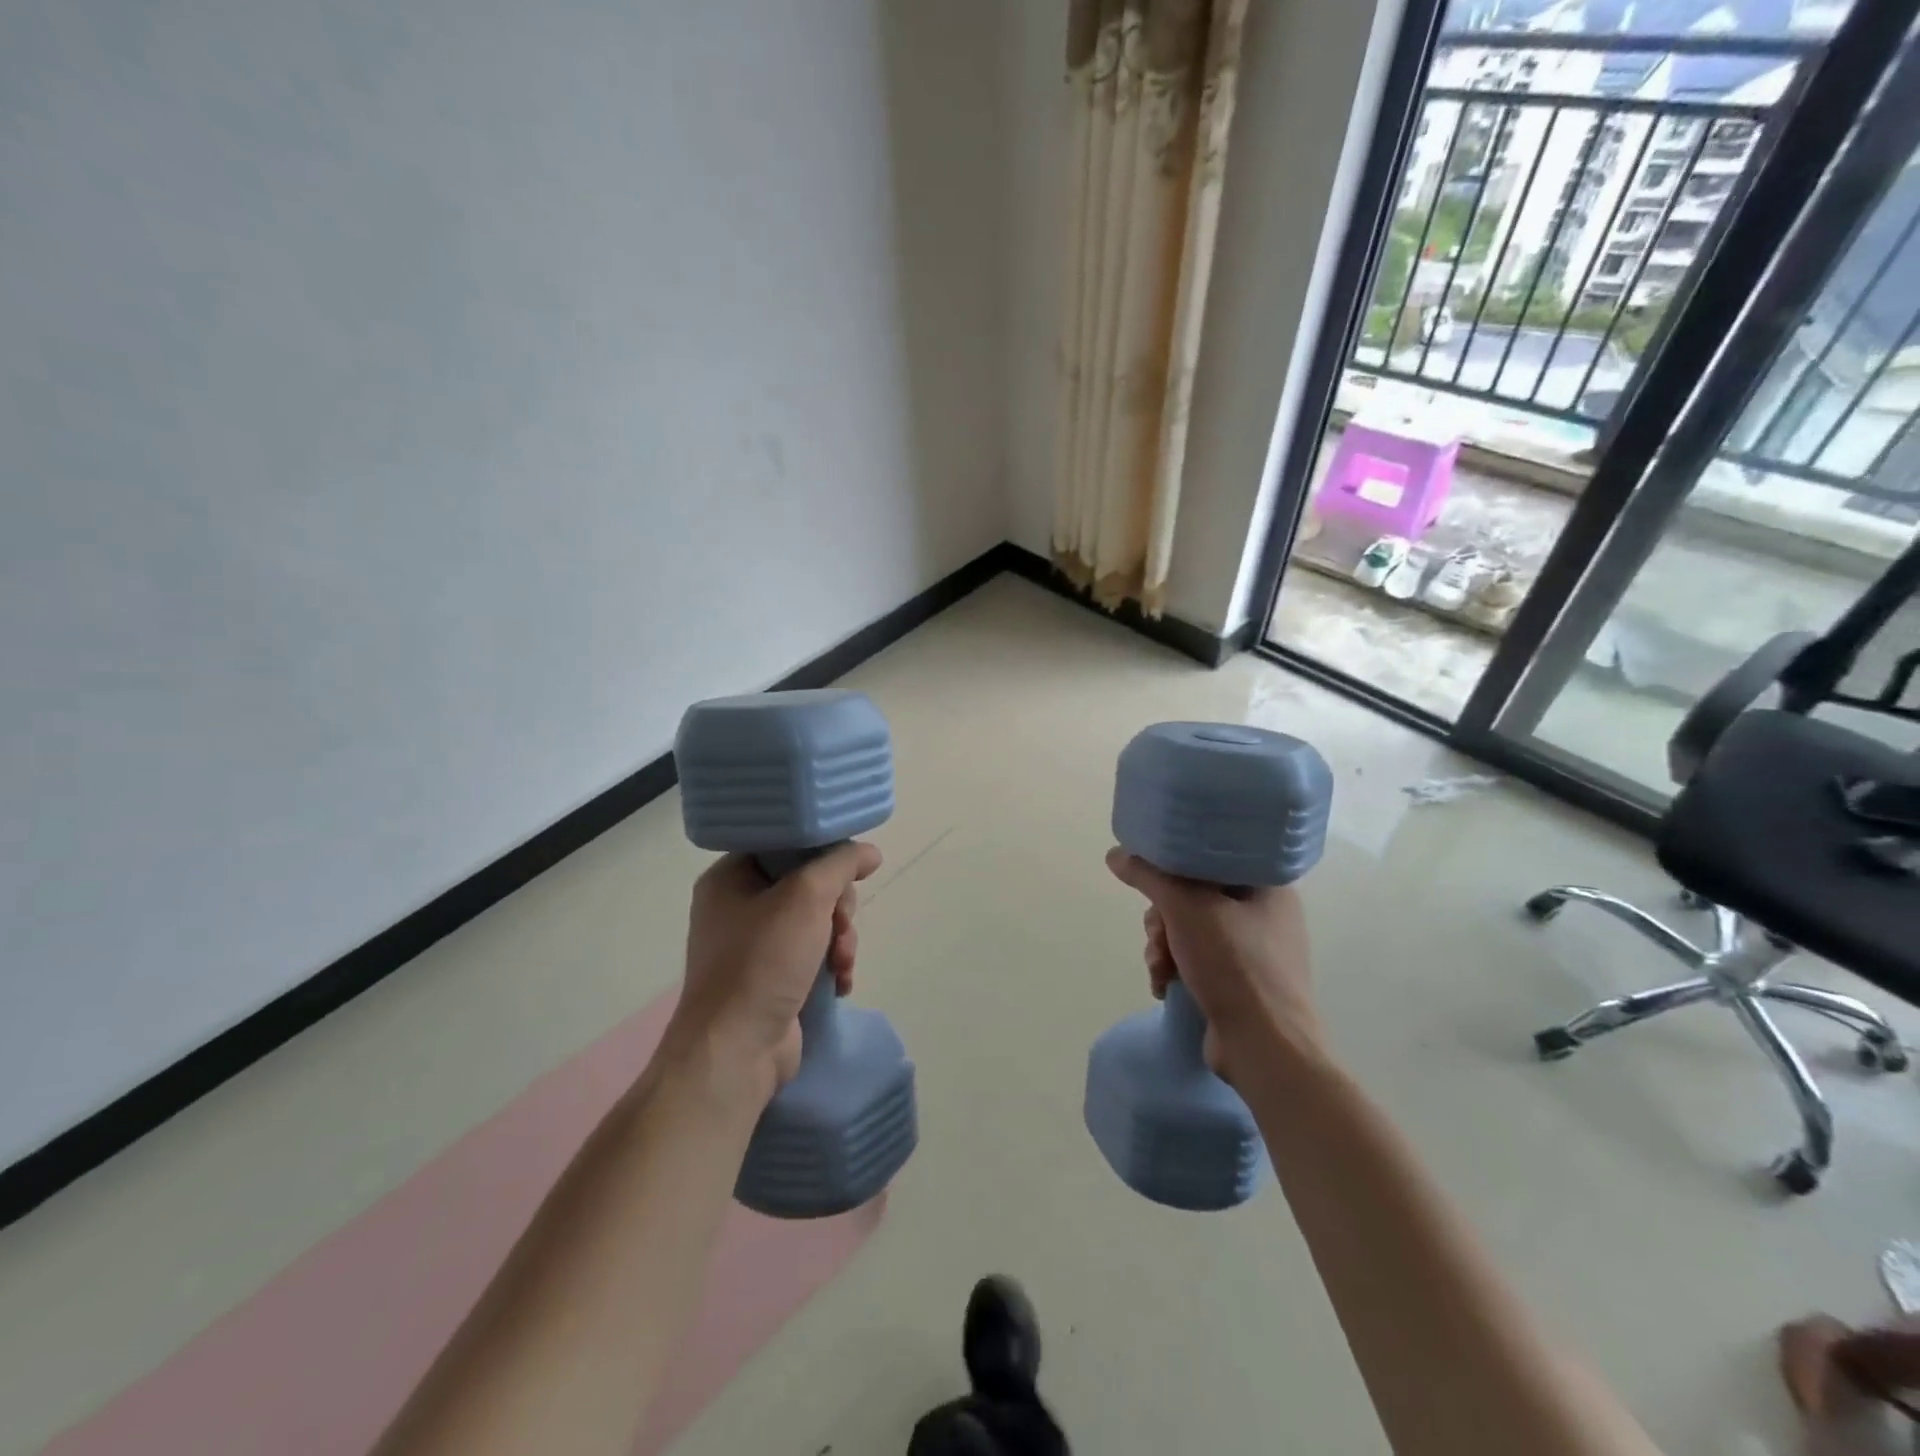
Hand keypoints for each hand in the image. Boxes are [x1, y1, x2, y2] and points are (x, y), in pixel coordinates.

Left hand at [667, 842, 882, 1101]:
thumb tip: (869, 852)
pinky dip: (831, 965)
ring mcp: (754, 946)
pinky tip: (841, 982)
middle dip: (837, 907)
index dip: (821, 853)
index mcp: (730, 878)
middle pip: (807, 884)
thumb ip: (841, 864)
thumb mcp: (806, 898)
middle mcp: (738, 907)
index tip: (848, 869)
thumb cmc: (762, 963)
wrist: (736, 1052)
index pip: (784, 845)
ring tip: (842, 963)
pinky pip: (813, 954)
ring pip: (816, 920)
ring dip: (840, 939)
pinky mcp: (771, 978)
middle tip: (841, 925)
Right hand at [1106, 847, 1321, 1082]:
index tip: (1155, 884)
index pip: (1210, 858)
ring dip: (1163, 947)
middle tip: (1158, 935)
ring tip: (1160, 968)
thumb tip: (1115, 854)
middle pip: (1193, 896)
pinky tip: (1164, 985)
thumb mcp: (1186, 908)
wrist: (1264, 1047)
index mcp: (1267, 885)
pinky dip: (1175, 968)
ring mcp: (1254, 951)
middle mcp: (1264, 914)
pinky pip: (1197, 959)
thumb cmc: (1234, 964)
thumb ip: (1148, 876)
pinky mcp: (1241, 982)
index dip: (1176, 868)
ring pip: (1189, 929)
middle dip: (1163, 919)